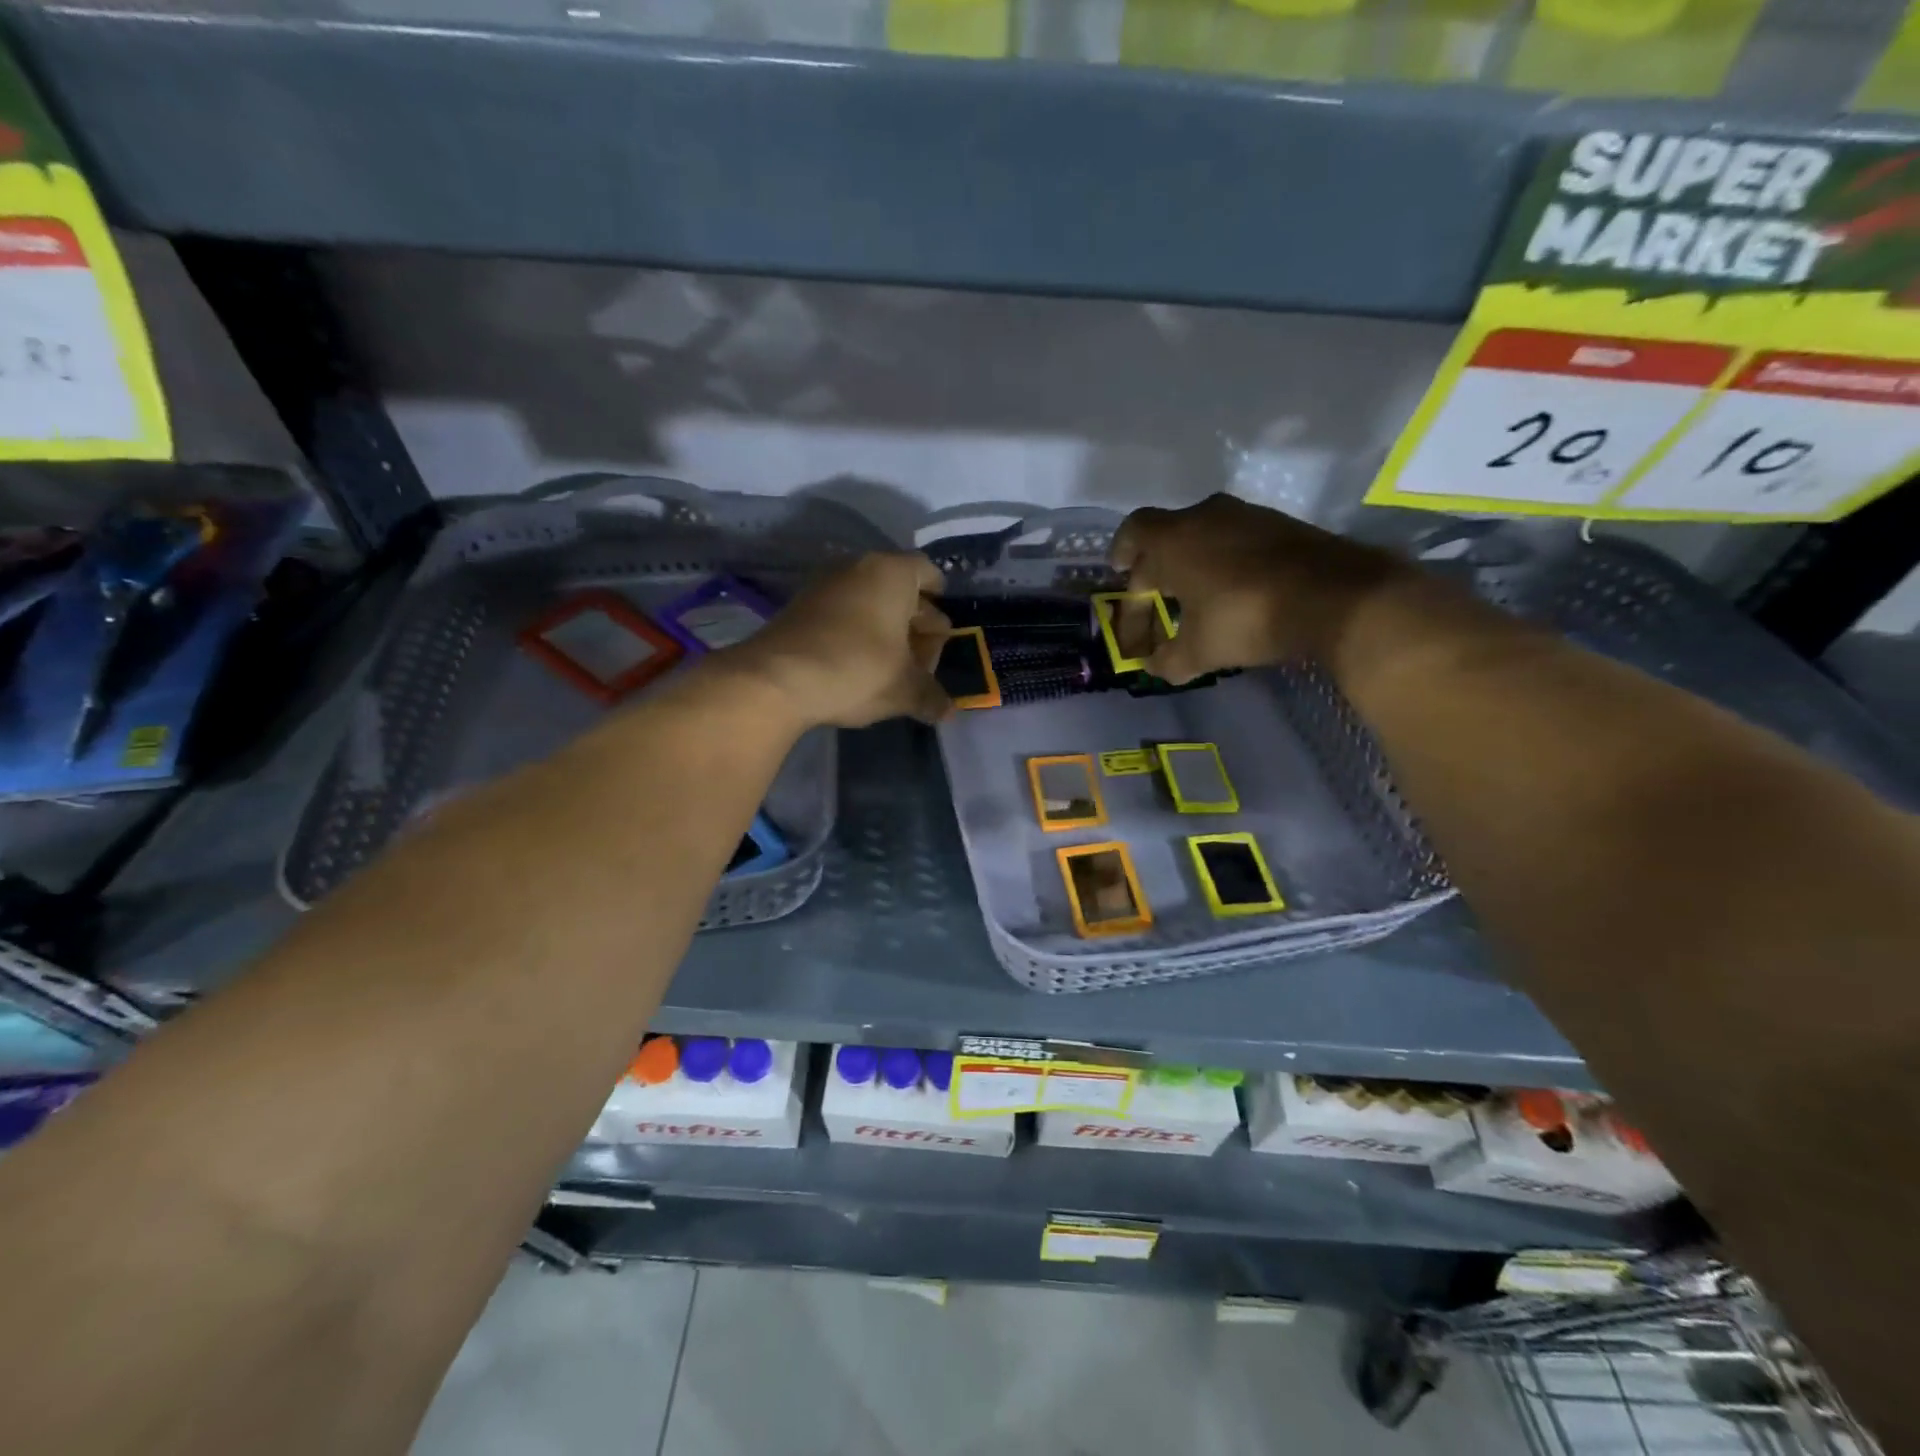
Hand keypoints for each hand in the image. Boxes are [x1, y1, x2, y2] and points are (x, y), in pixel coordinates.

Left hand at [725, 552, 952, 728]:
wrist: (775, 679)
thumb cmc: (856, 670)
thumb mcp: (904, 690)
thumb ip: (931, 697)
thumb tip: (948, 711)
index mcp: (893, 574)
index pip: (928, 573)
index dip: (940, 601)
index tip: (943, 630)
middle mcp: (859, 567)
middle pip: (899, 589)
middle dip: (915, 623)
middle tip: (923, 659)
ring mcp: (824, 584)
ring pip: (868, 601)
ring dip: (885, 630)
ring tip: (894, 667)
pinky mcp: (800, 606)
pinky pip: (842, 612)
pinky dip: (856, 632)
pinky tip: (860, 666)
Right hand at [1108, 495, 1407, 682]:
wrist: (1335, 596)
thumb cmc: (1246, 618)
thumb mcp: (1198, 650)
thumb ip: (1168, 660)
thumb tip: (1154, 667)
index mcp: (1174, 540)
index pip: (1133, 533)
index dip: (1122, 552)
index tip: (1120, 572)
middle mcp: (1206, 516)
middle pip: (1168, 534)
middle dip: (1156, 566)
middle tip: (1155, 596)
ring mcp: (1248, 516)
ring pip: (1205, 534)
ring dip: (1194, 562)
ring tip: (1195, 596)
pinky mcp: (1281, 525)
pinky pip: (1237, 538)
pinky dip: (1226, 560)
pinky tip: (1234, 590)